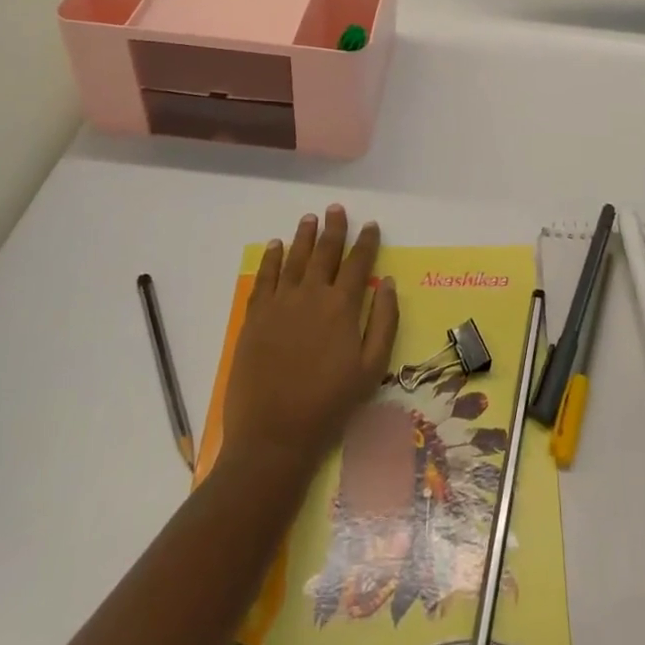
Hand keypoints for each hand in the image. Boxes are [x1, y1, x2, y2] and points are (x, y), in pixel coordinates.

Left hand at [223, 205, 399, 476]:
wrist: (274, 435)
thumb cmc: (330, 404)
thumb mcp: (372, 368)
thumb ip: (384, 321)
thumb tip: (389, 283)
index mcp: (342, 306)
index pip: (358, 263)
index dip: (366, 242)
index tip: (370, 225)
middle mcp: (312, 295)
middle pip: (324, 252)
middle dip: (333, 229)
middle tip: (336, 209)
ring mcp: (280, 303)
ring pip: (294, 258)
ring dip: (304, 236)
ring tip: (310, 218)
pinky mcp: (255, 316)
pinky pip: (265, 277)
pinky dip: (271, 258)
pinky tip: (276, 246)